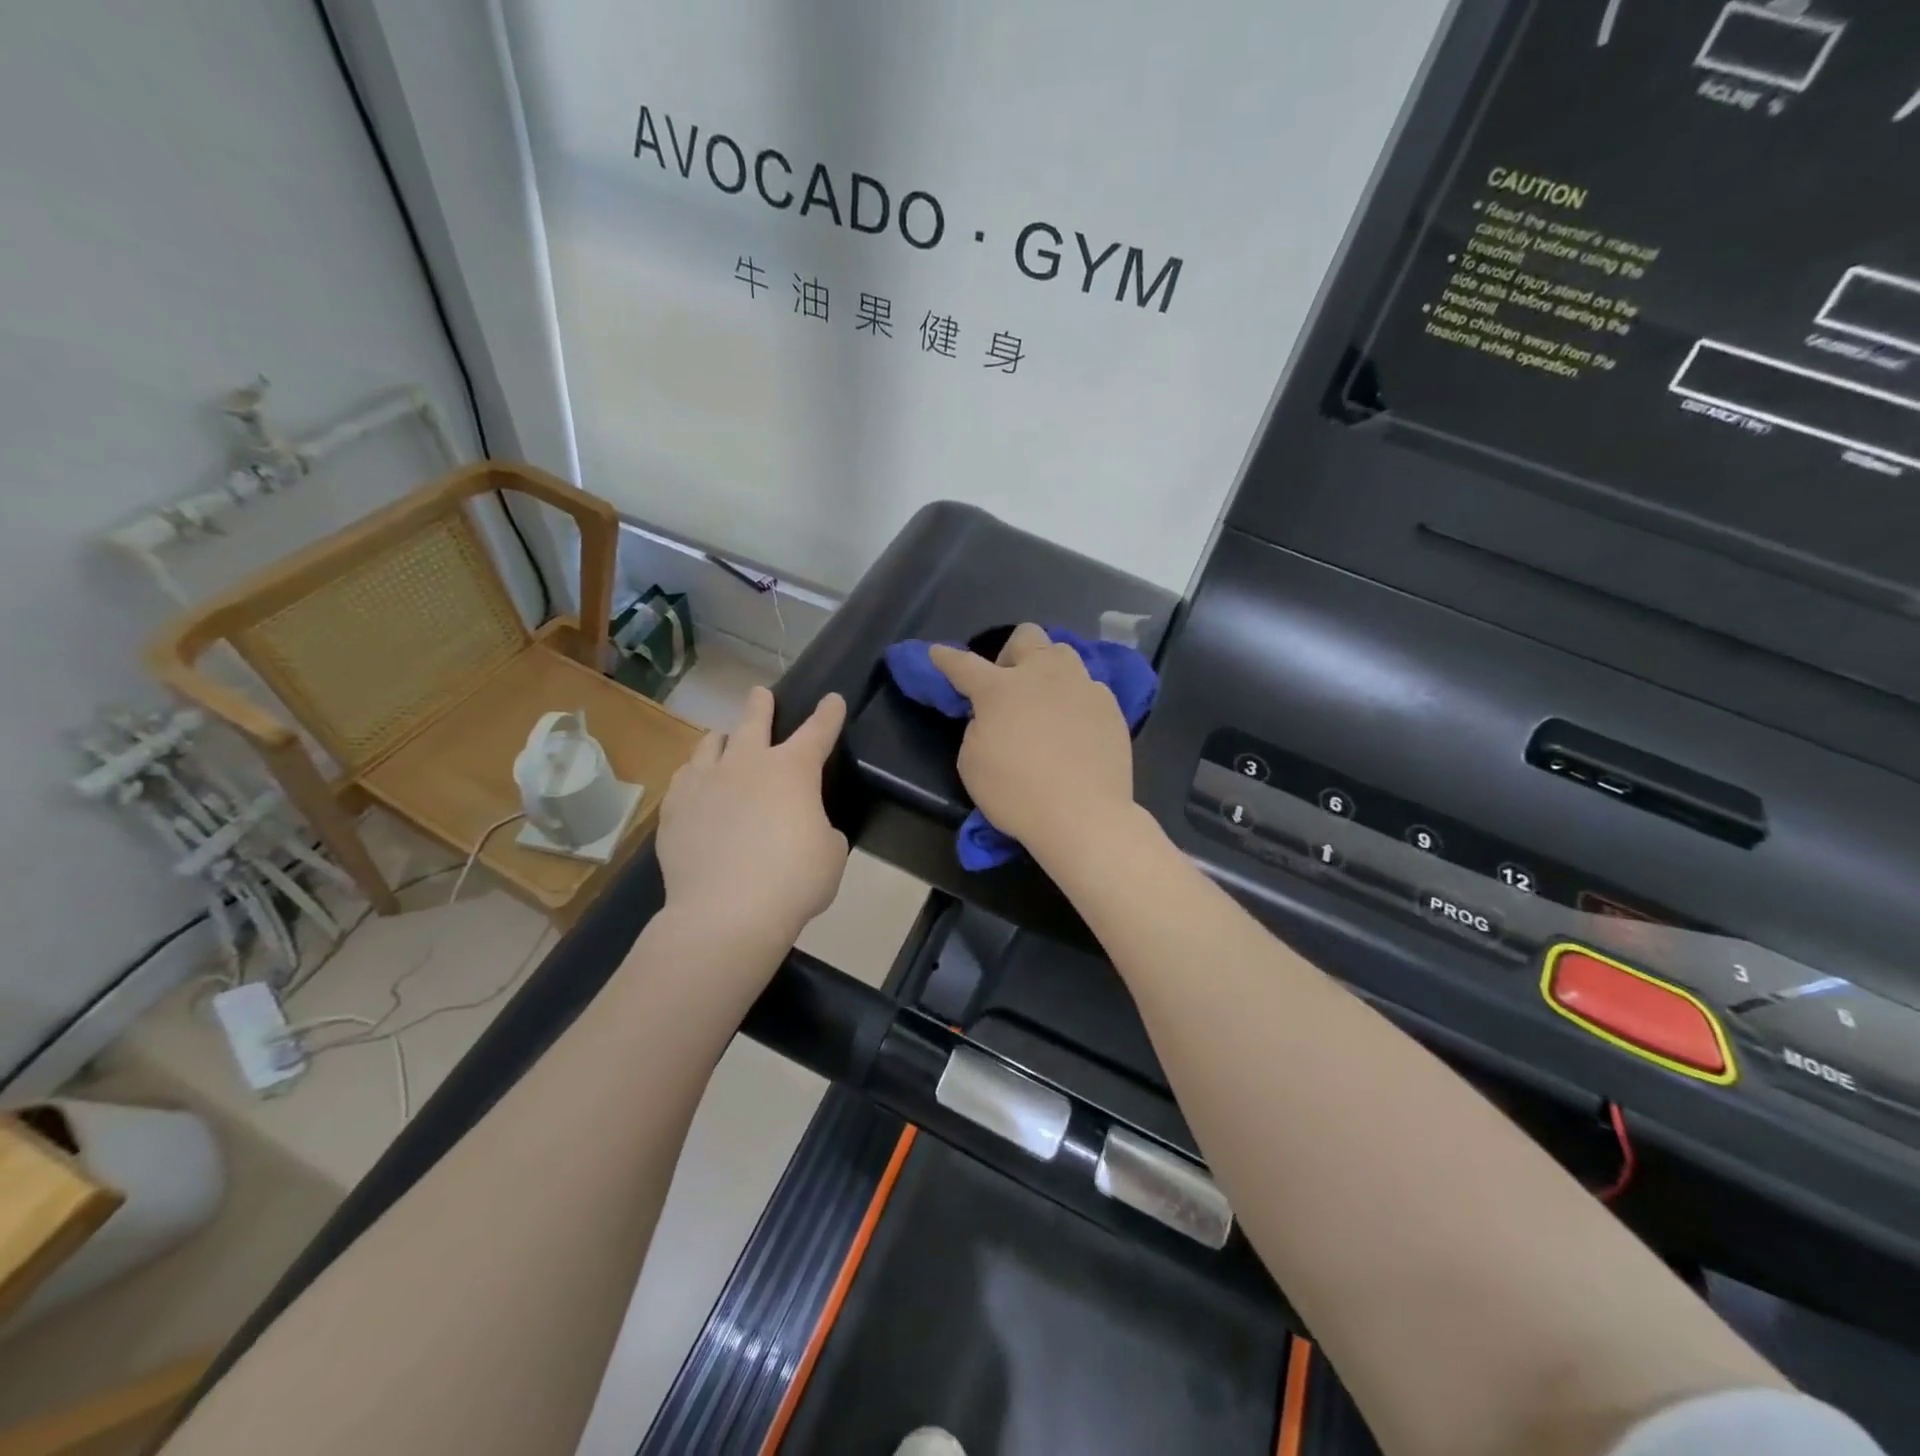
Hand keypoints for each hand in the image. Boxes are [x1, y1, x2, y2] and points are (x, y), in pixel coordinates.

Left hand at [656, 687, 849, 952]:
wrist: (726, 913)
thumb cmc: (793, 881)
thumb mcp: (830, 853)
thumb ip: (820, 828)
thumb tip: (804, 826)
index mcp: (793, 770)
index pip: (818, 730)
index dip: (829, 713)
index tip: (833, 699)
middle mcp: (747, 763)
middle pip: (754, 720)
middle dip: (761, 705)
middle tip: (761, 695)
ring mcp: (705, 782)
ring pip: (711, 743)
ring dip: (723, 739)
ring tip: (722, 741)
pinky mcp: (675, 807)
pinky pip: (684, 778)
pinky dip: (695, 775)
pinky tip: (695, 786)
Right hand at [929, 624, 1135, 862]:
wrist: (1083, 815)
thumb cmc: (1016, 793)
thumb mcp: (972, 763)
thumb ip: (978, 727)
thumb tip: (992, 716)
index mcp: (1000, 689)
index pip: (964, 664)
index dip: (946, 658)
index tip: (937, 653)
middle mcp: (1043, 675)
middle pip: (1026, 637)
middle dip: (1011, 653)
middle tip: (1008, 685)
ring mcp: (1081, 686)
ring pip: (1063, 654)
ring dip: (1048, 670)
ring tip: (1046, 701)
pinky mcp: (1110, 706)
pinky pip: (1088, 688)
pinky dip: (1075, 700)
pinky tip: (1075, 727)